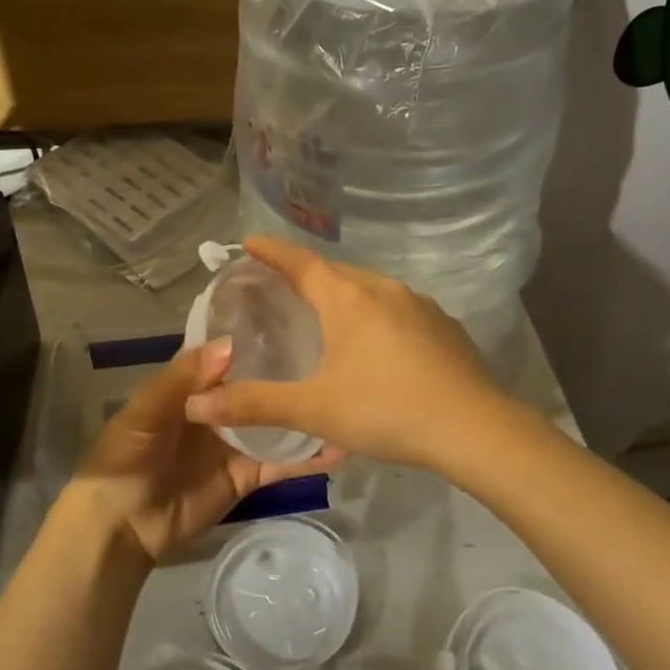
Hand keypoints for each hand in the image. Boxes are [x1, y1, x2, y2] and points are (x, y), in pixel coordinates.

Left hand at [68, 338, 344, 563]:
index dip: (258, 332)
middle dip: (293, 367)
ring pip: (279, 419)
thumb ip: (184, 377)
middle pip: (262, 382)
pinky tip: (341, 445)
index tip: (298, 310)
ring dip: (307, 410)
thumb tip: (231, 344)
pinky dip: (310, 457)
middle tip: (339, 349)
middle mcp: (223, 406)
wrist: (121, 526)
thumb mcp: (146, 410)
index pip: (232, 350)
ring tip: (348, 395)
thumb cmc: (126, 456)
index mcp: (195, 382)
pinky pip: (283, 462)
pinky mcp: (250, 474)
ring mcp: (239, 440)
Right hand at [184, 235, 516, 470]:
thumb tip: (195, 404)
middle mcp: (383, 289)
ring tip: (327, 314)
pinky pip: (398, 308)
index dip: (272, 251)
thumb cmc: (386, 409)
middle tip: (282, 286)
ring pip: (370, 289)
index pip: (300, 262)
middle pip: (336, 272)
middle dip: (307, 274)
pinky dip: (376, 315)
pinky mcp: (444, 325)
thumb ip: (253, 403)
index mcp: (348, 298)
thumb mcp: (314, 409)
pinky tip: (378, 344)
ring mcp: (420, 304)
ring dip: (344, 294)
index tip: (249, 241)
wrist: (474, 428)